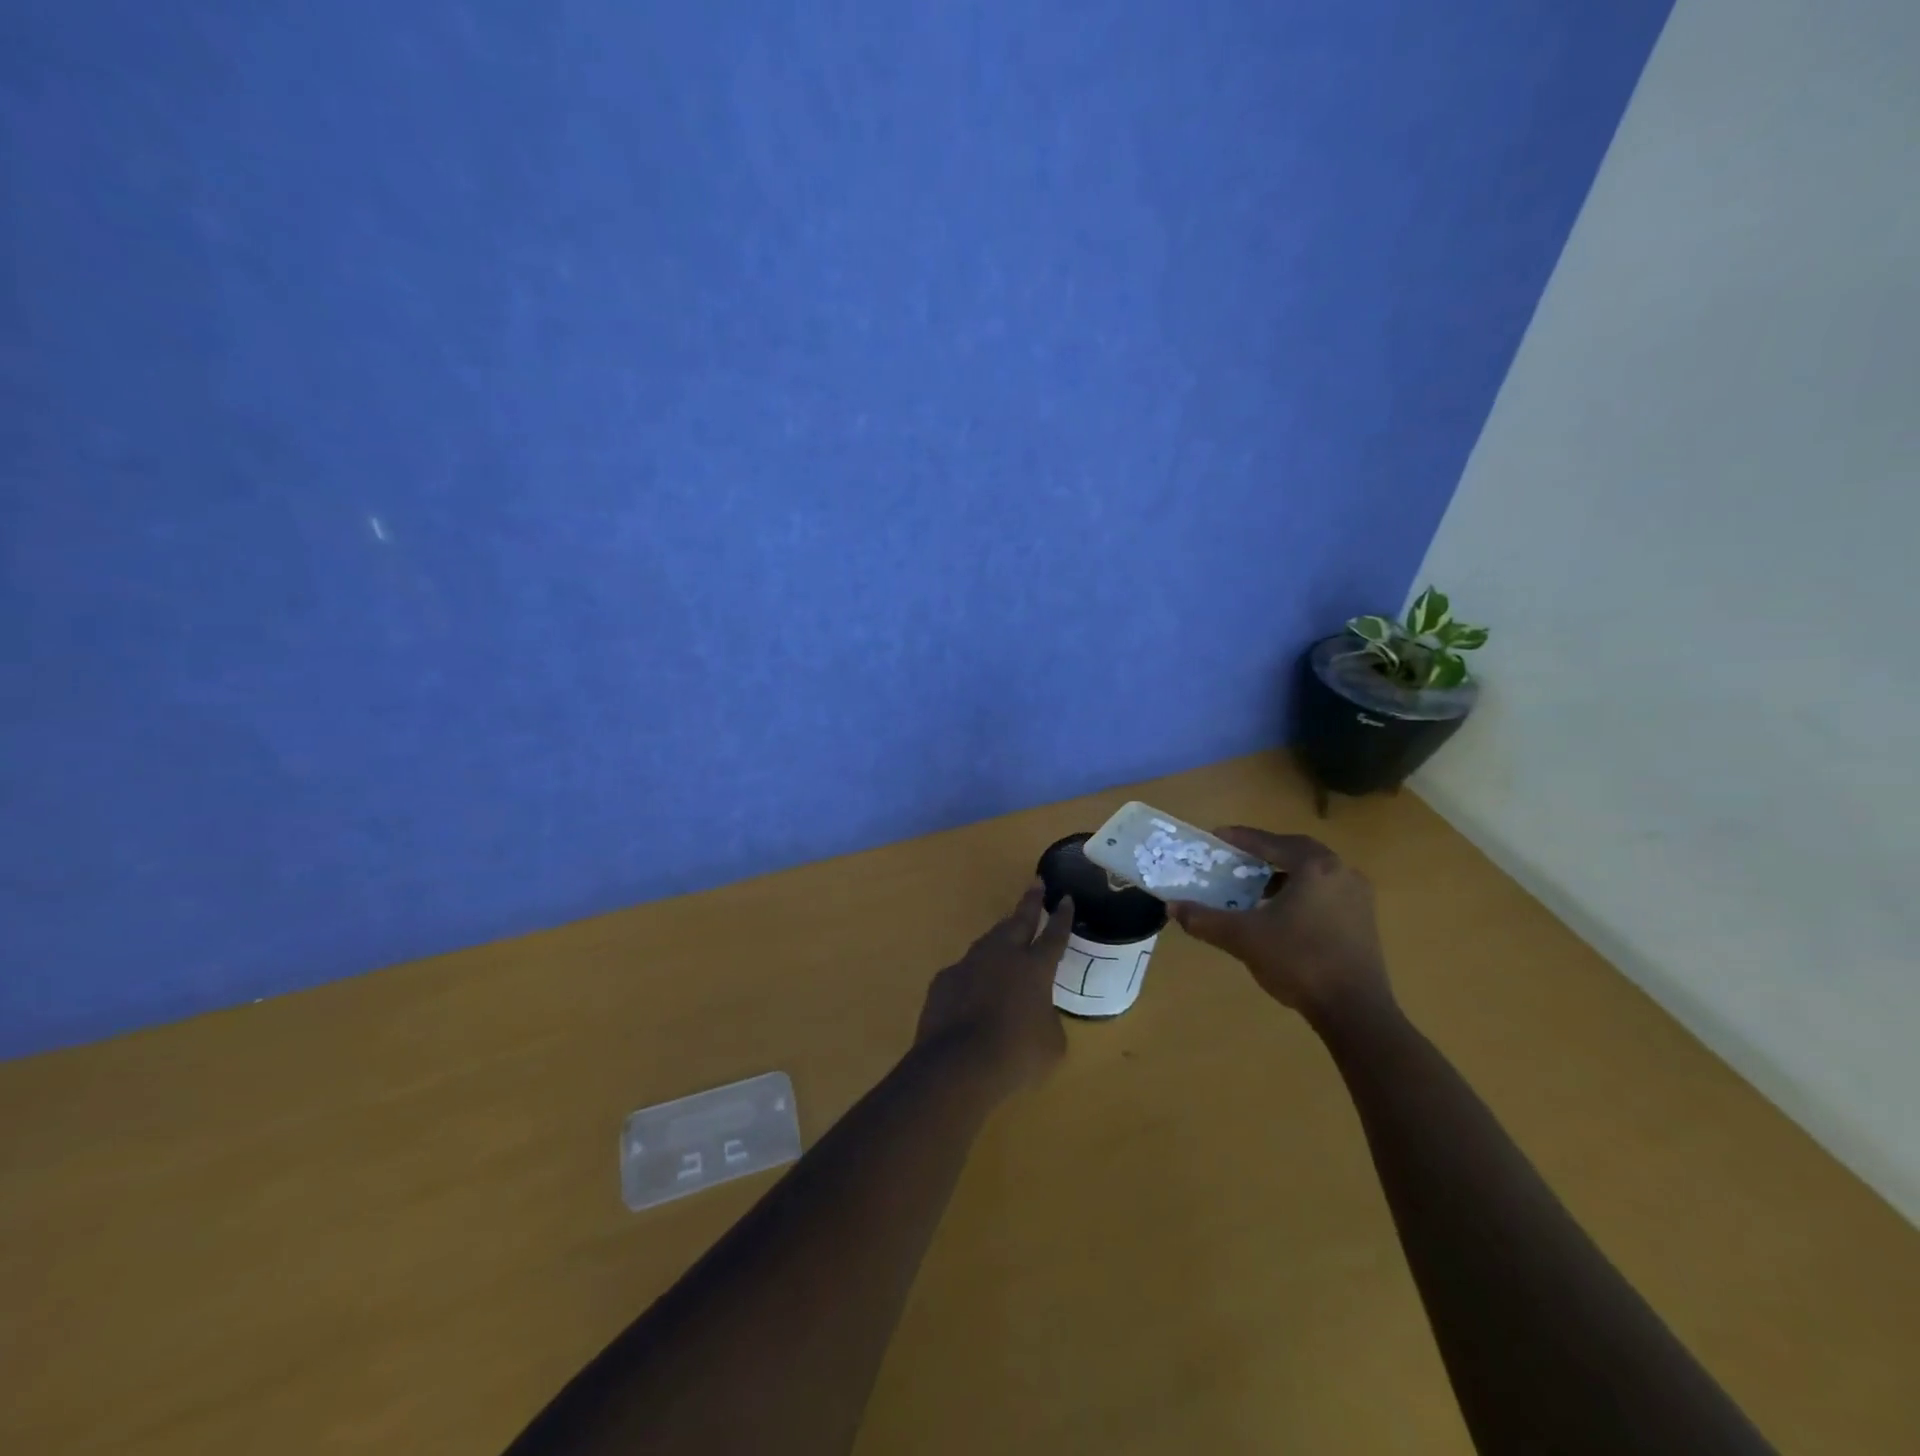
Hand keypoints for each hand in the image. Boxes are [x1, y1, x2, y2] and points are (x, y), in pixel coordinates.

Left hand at [915, 881, 1074, 1097]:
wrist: (957, 1065)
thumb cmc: (1016, 1055)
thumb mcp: (1051, 1043)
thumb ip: (1047, 1019)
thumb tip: (1037, 1013)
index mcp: (1034, 968)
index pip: (1054, 935)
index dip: (1062, 917)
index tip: (1066, 898)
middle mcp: (1002, 956)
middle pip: (1018, 921)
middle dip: (1029, 902)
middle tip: (1036, 884)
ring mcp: (969, 964)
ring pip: (989, 941)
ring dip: (1001, 934)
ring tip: (1007, 929)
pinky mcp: (944, 980)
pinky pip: (964, 970)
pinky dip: (974, 973)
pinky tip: (973, 985)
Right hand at [1164, 828, 1392, 1026]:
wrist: (1355, 1011)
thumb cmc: (1298, 961)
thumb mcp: (1243, 938)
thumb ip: (1205, 919)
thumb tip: (1172, 907)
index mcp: (1314, 866)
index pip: (1270, 842)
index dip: (1240, 838)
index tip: (1216, 836)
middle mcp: (1341, 872)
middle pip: (1296, 851)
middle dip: (1265, 851)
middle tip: (1238, 857)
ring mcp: (1358, 897)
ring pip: (1313, 873)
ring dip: (1284, 873)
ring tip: (1256, 886)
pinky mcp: (1364, 921)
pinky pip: (1326, 892)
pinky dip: (1301, 892)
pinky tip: (1281, 912)